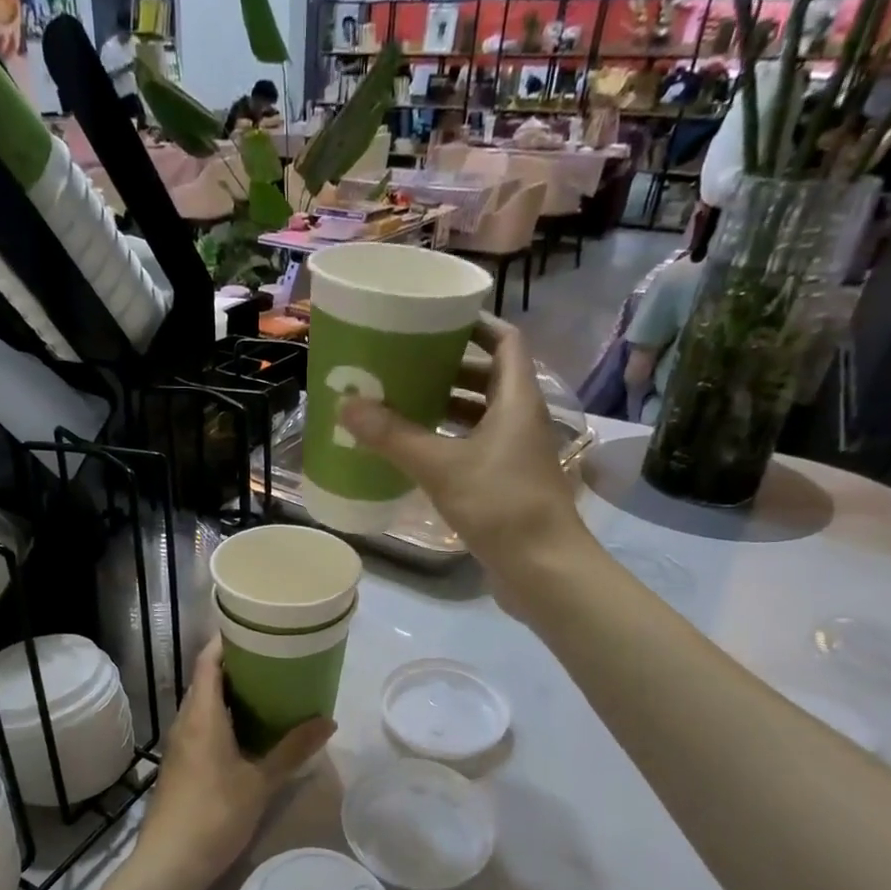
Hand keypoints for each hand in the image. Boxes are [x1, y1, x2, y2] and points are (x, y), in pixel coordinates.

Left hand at [132, 640, 333, 889]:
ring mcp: (180, 744)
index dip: (228, 641)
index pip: (208, 661)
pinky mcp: (180, 764)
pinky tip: (249, 730)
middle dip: (237, 666)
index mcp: (202, 715)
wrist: (169, 862)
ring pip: (204, 705)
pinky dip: (224, 717)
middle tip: (275, 659)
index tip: (256, 630)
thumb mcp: (260, 782)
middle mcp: (186, 721)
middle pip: (207, 680)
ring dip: (231, 694)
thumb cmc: (215, 815)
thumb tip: (328, 722)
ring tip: (269, 689)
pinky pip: (202, 725)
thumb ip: (293, 749)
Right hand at [340, 315, 591, 600]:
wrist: (542, 569)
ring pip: (480, 415)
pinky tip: (415, 451)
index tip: (436, 320)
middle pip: (489, 377)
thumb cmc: (500, 505)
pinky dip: (447, 442)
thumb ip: (394, 436)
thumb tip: (347, 404)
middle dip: (449, 367)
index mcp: (517, 400)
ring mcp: (515, 454)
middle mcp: (521, 420)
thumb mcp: (441, 466)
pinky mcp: (505, 484)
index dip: (476, 325)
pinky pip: (474, 448)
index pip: (505, 341)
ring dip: (446, 406)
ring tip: (402, 402)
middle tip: (405, 362)